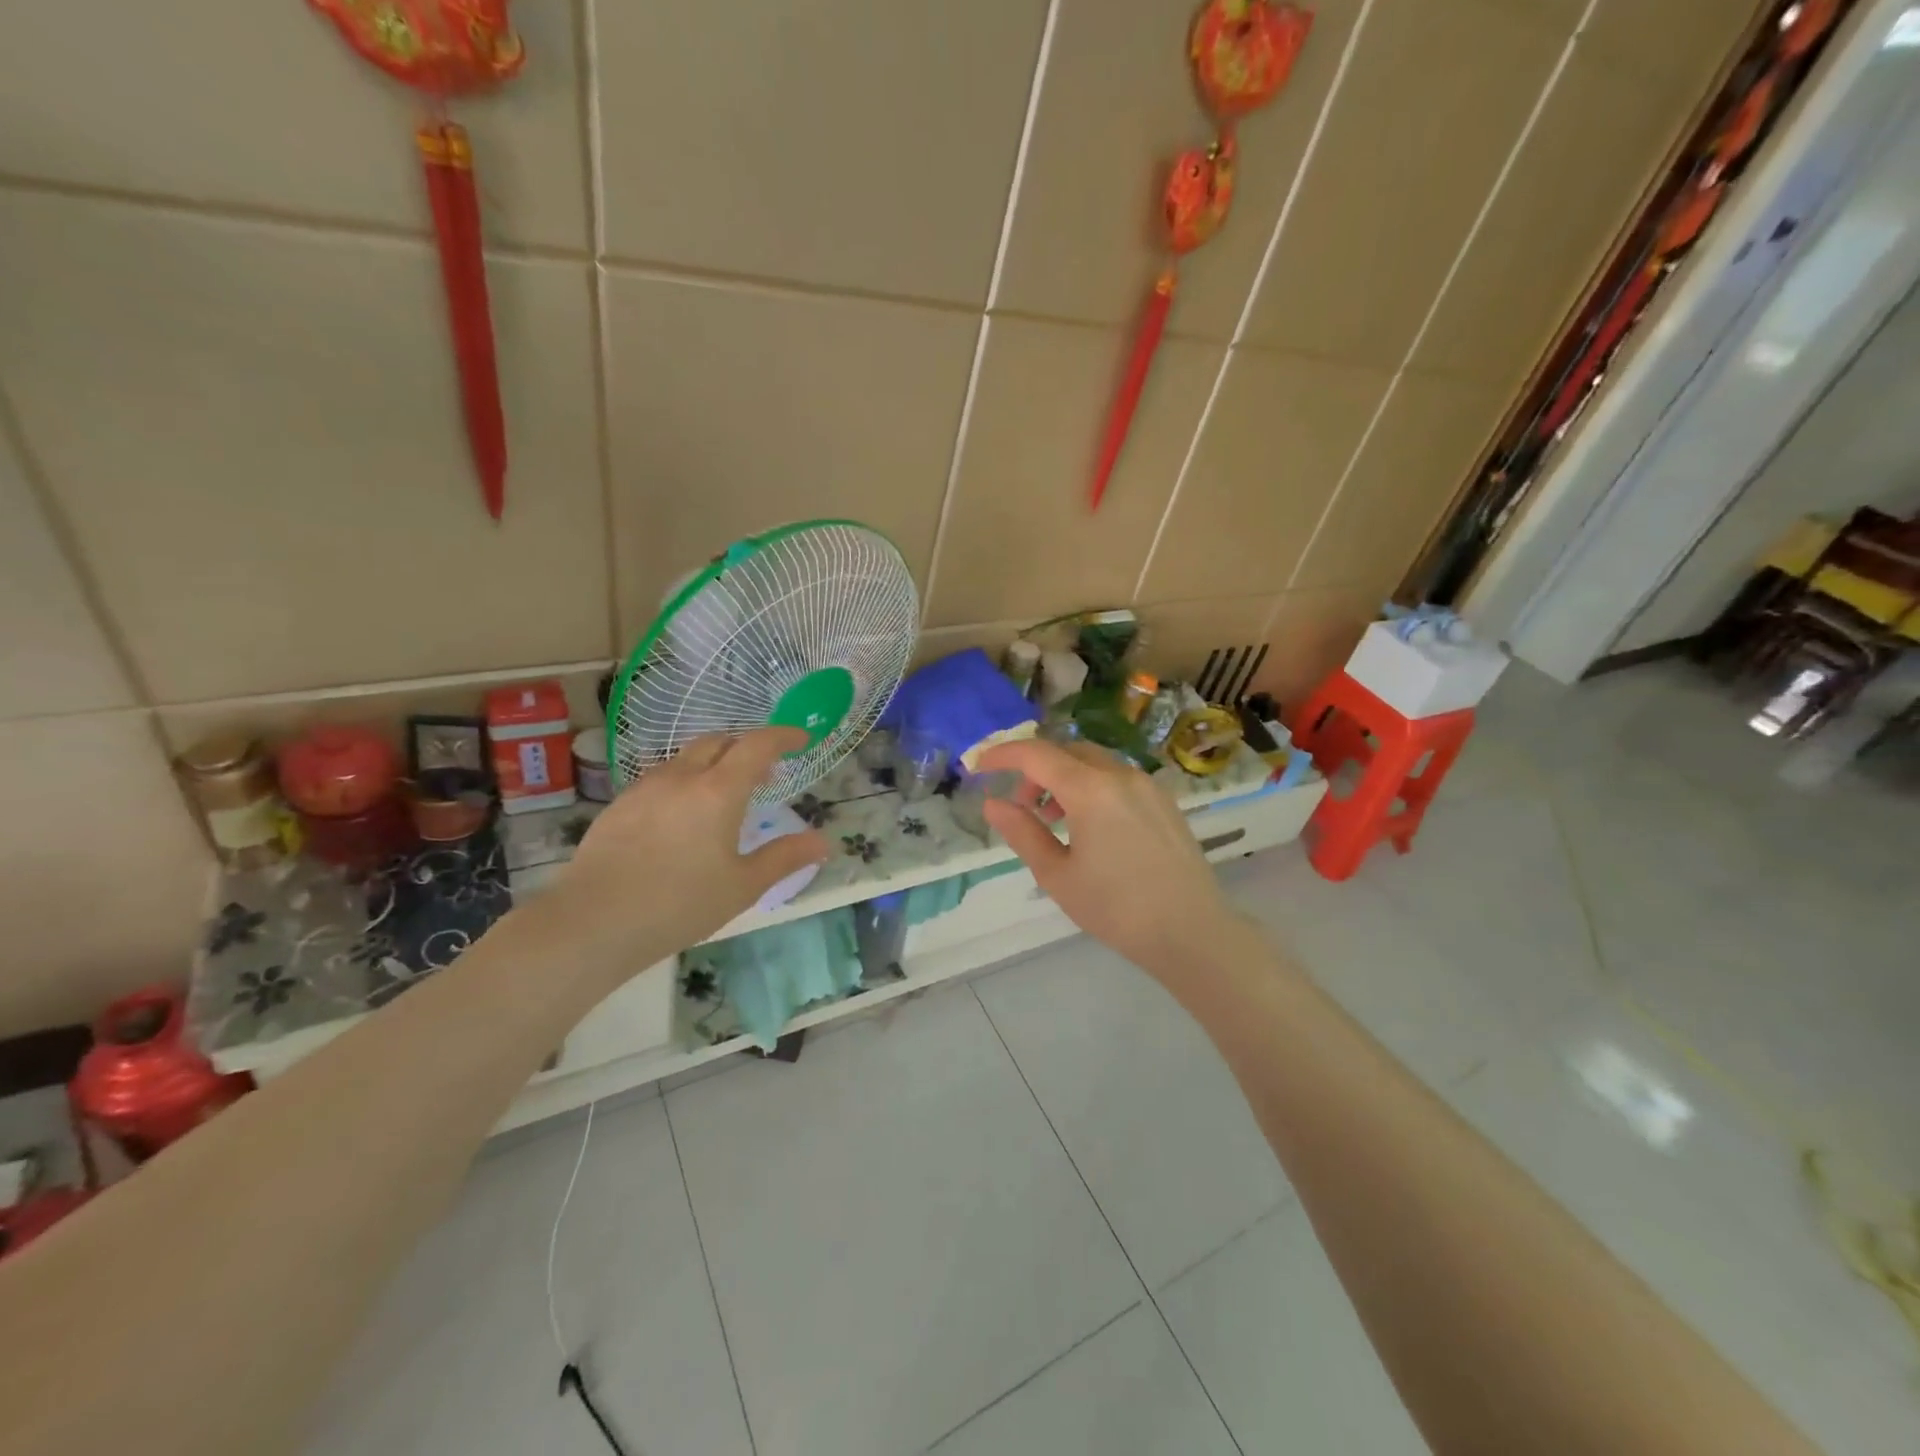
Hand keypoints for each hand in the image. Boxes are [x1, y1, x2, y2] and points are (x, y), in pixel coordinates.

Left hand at [543, 728, 828, 972]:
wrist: (592, 922)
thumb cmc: (679, 905)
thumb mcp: (742, 886)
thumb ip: (785, 858)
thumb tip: (823, 842)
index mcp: (718, 791)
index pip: (757, 745)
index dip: (783, 735)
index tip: (802, 738)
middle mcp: (681, 777)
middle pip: (718, 741)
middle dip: (746, 747)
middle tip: (764, 772)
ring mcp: (645, 788)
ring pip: (685, 758)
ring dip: (712, 763)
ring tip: (723, 795)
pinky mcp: (619, 805)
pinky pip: (660, 778)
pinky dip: (683, 782)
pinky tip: (681, 817)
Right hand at [977, 738, 1240, 977]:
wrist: (1192, 931)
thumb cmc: (1116, 908)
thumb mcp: (1057, 875)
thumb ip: (1022, 832)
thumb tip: (993, 804)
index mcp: (1091, 789)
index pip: (1037, 754)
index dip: (1002, 754)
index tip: (978, 765)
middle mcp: (1121, 775)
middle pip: (1067, 751)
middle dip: (1036, 768)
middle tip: (1022, 804)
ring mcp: (1148, 785)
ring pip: (1095, 762)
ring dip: (1065, 777)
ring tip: (1054, 819)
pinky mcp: (1165, 802)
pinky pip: (1118, 778)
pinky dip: (1092, 786)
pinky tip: (1090, 826)